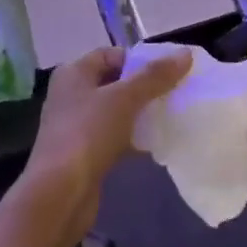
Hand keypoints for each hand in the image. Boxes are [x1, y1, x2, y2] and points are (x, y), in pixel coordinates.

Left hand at [23, 46, 191, 220]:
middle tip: (174, 94)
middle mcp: (71, 95)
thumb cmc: (88, 133)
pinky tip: (154, 144)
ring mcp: (76, 125)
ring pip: (115, 111)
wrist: (60, 192)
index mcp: (74, 74)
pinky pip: (113, 136)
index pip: (110, 54)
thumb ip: (155, 76)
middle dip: (144, 87)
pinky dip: (132, 137)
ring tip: (169, 116)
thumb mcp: (124, 99)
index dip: (139, 60)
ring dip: (140, 113)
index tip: (168, 71)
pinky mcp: (83, 153)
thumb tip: (185, 54)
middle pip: (114, 82)